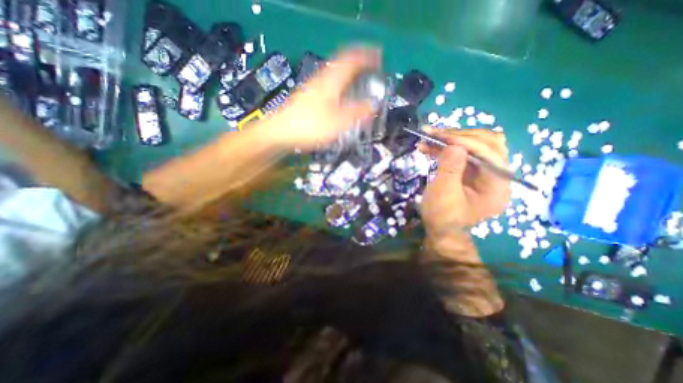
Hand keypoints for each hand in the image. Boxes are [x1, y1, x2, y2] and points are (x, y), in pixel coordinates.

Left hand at [266, 46, 378, 149]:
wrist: (281, 132)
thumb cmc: (309, 126)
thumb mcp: (337, 122)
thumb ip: (356, 113)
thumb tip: (372, 105)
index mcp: (331, 82)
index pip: (351, 61)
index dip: (366, 57)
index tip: (378, 58)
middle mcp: (322, 80)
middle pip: (342, 64)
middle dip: (358, 64)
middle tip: (370, 69)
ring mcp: (313, 88)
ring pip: (334, 74)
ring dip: (348, 74)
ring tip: (359, 80)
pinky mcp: (308, 97)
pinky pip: (329, 85)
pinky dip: (339, 85)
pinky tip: (340, 95)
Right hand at [419, 127, 508, 239]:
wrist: (439, 228)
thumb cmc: (442, 215)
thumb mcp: (443, 194)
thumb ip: (450, 168)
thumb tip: (454, 145)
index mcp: (497, 186)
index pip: (490, 154)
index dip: (466, 142)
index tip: (441, 136)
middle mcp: (496, 175)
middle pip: (486, 144)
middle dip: (459, 136)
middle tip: (435, 134)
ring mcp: (483, 172)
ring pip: (474, 145)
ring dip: (450, 139)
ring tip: (428, 137)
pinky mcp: (471, 170)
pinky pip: (461, 153)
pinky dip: (445, 147)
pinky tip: (429, 146)